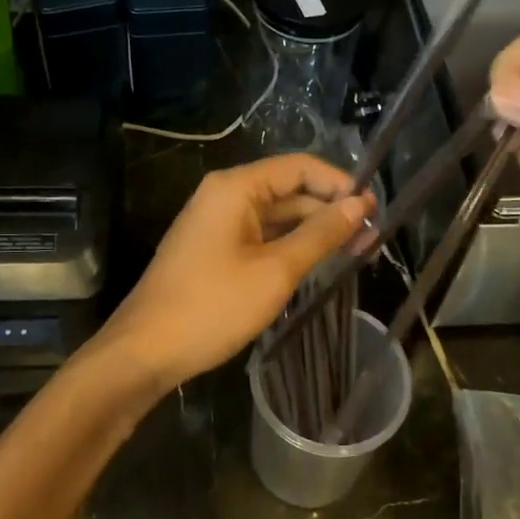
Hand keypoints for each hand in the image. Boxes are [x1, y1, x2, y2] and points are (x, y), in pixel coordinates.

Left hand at [97, 154, 374, 393]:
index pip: (299, 167)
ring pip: (276, 217)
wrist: (145, 351)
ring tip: (356, 253)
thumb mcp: (276, 270)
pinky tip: (318, 265)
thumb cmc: (212, 306)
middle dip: (330, 210)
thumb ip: (320, 234)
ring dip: (313, 231)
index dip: (339, 183)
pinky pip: (260, 237)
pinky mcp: (214, 251)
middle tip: (372, 239)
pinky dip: (290, 247)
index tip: (374, 210)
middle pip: (289, 190)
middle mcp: (224, 196)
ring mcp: (217, 224)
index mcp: (236, 187)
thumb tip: (359, 204)